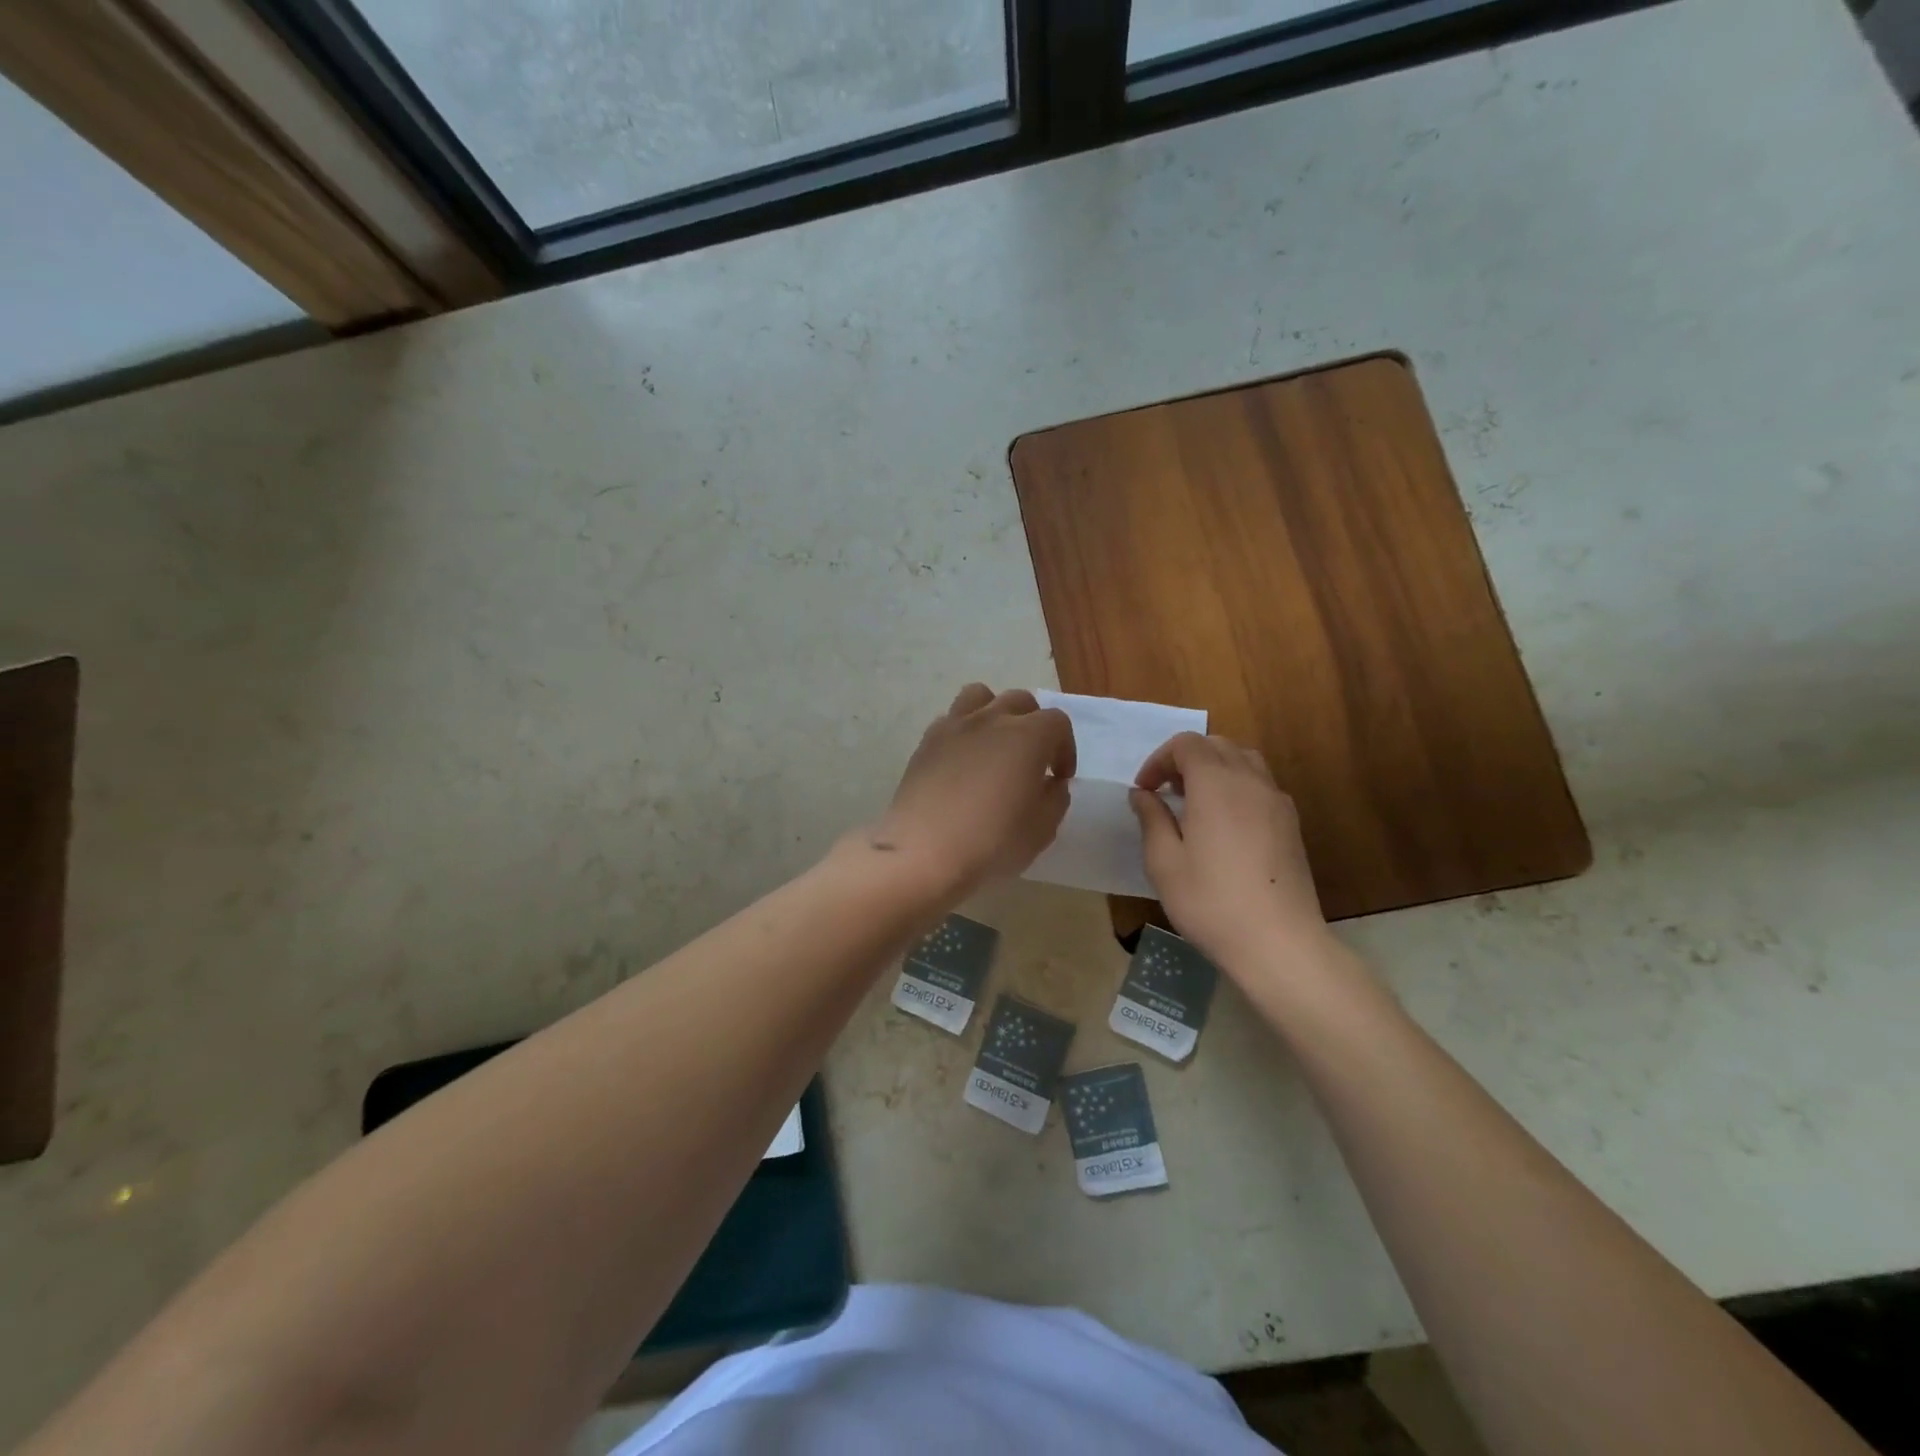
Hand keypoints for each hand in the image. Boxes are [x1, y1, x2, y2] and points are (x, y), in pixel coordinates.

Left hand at [867, 684, 1074, 896]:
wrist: (923, 851)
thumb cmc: (991, 841)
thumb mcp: (1042, 829)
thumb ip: (1055, 798)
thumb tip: (1051, 783)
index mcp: (1027, 736)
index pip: (1057, 722)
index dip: (1065, 748)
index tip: (1059, 778)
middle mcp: (991, 719)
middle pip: (1020, 701)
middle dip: (1034, 725)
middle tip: (1032, 760)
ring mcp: (954, 726)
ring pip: (980, 696)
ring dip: (994, 713)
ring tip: (994, 745)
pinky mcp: (926, 741)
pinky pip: (950, 720)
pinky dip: (963, 731)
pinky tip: (962, 762)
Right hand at [1130, 733, 1328, 972]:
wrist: (1278, 942)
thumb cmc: (1210, 901)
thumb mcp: (1164, 862)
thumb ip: (1151, 819)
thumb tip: (1143, 794)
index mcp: (1215, 784)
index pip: (1186, 744)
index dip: (1159, 759)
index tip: (1144, 790)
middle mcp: (1250, 781)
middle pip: (1217, 745)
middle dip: (1186, 759)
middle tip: (1166, 792)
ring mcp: (1276, 801)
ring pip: (1244, 760)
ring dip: (1215, 768)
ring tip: (1195, 802)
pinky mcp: (1291, 823)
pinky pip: (1261, 784)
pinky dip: (1237, 786)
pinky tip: (1225, 823)